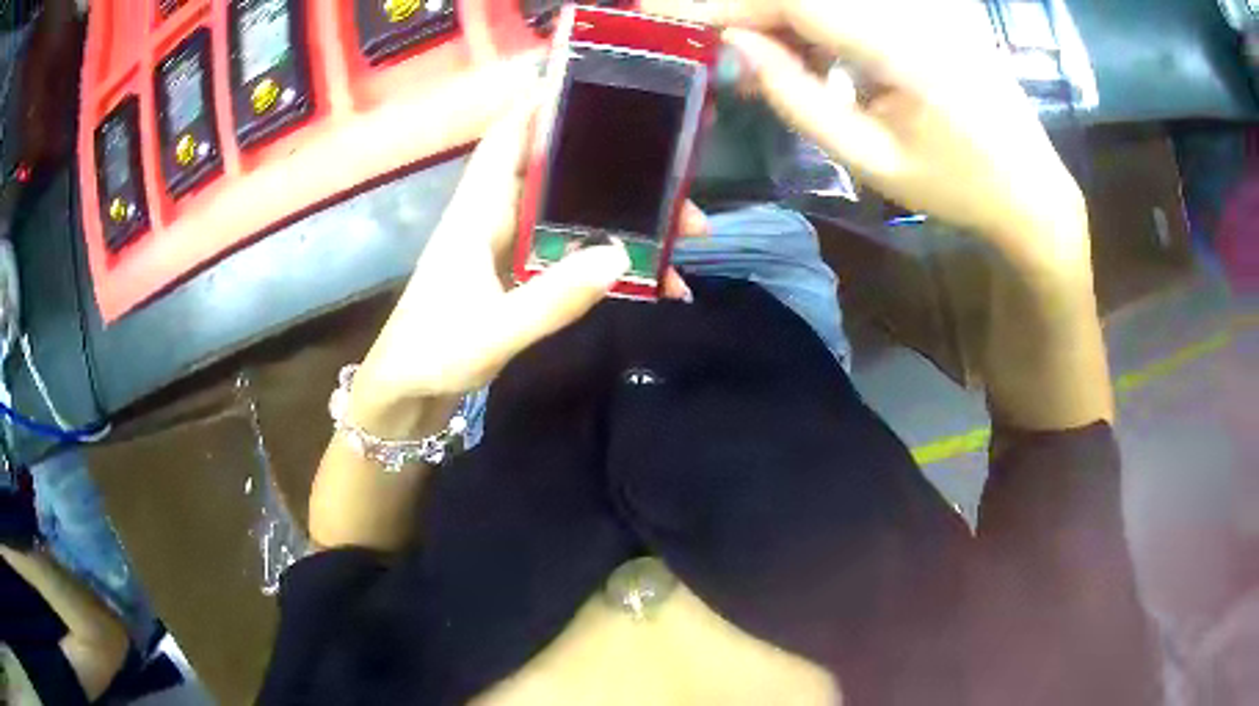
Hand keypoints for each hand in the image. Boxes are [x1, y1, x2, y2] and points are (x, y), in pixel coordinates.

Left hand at [351, 68, 706, 431]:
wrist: (407, 396)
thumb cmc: (432, 354)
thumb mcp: (492, 332)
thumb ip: (551, 299)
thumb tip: (620, 257)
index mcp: (478, 212)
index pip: (508, 138)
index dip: (544, 107)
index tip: (597, 89)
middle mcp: (497, 219)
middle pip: (563, 176)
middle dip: (620, 176)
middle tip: (681, 192)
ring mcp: (511, 249)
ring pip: (576, 215)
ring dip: (626, 221)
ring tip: (684, 236)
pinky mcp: (520, 277)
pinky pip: (573, 255)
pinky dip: (610, 262)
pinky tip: (651, 282)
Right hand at [643, 0, 1086, 250]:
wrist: (1032, 189)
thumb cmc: (957, 187)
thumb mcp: (868, 159)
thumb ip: (794, 97)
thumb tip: (735, 44)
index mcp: (904, 46)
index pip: (794, 0)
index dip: (724, 3)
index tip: (664, 13)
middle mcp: (916, 7)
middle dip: (747, 10)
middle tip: (713, 42)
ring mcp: (928, 2)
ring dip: (783, 16)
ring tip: (765, 57)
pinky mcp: (932, 5)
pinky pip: (855, 2)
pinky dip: (817, 18)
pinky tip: (812, 51)